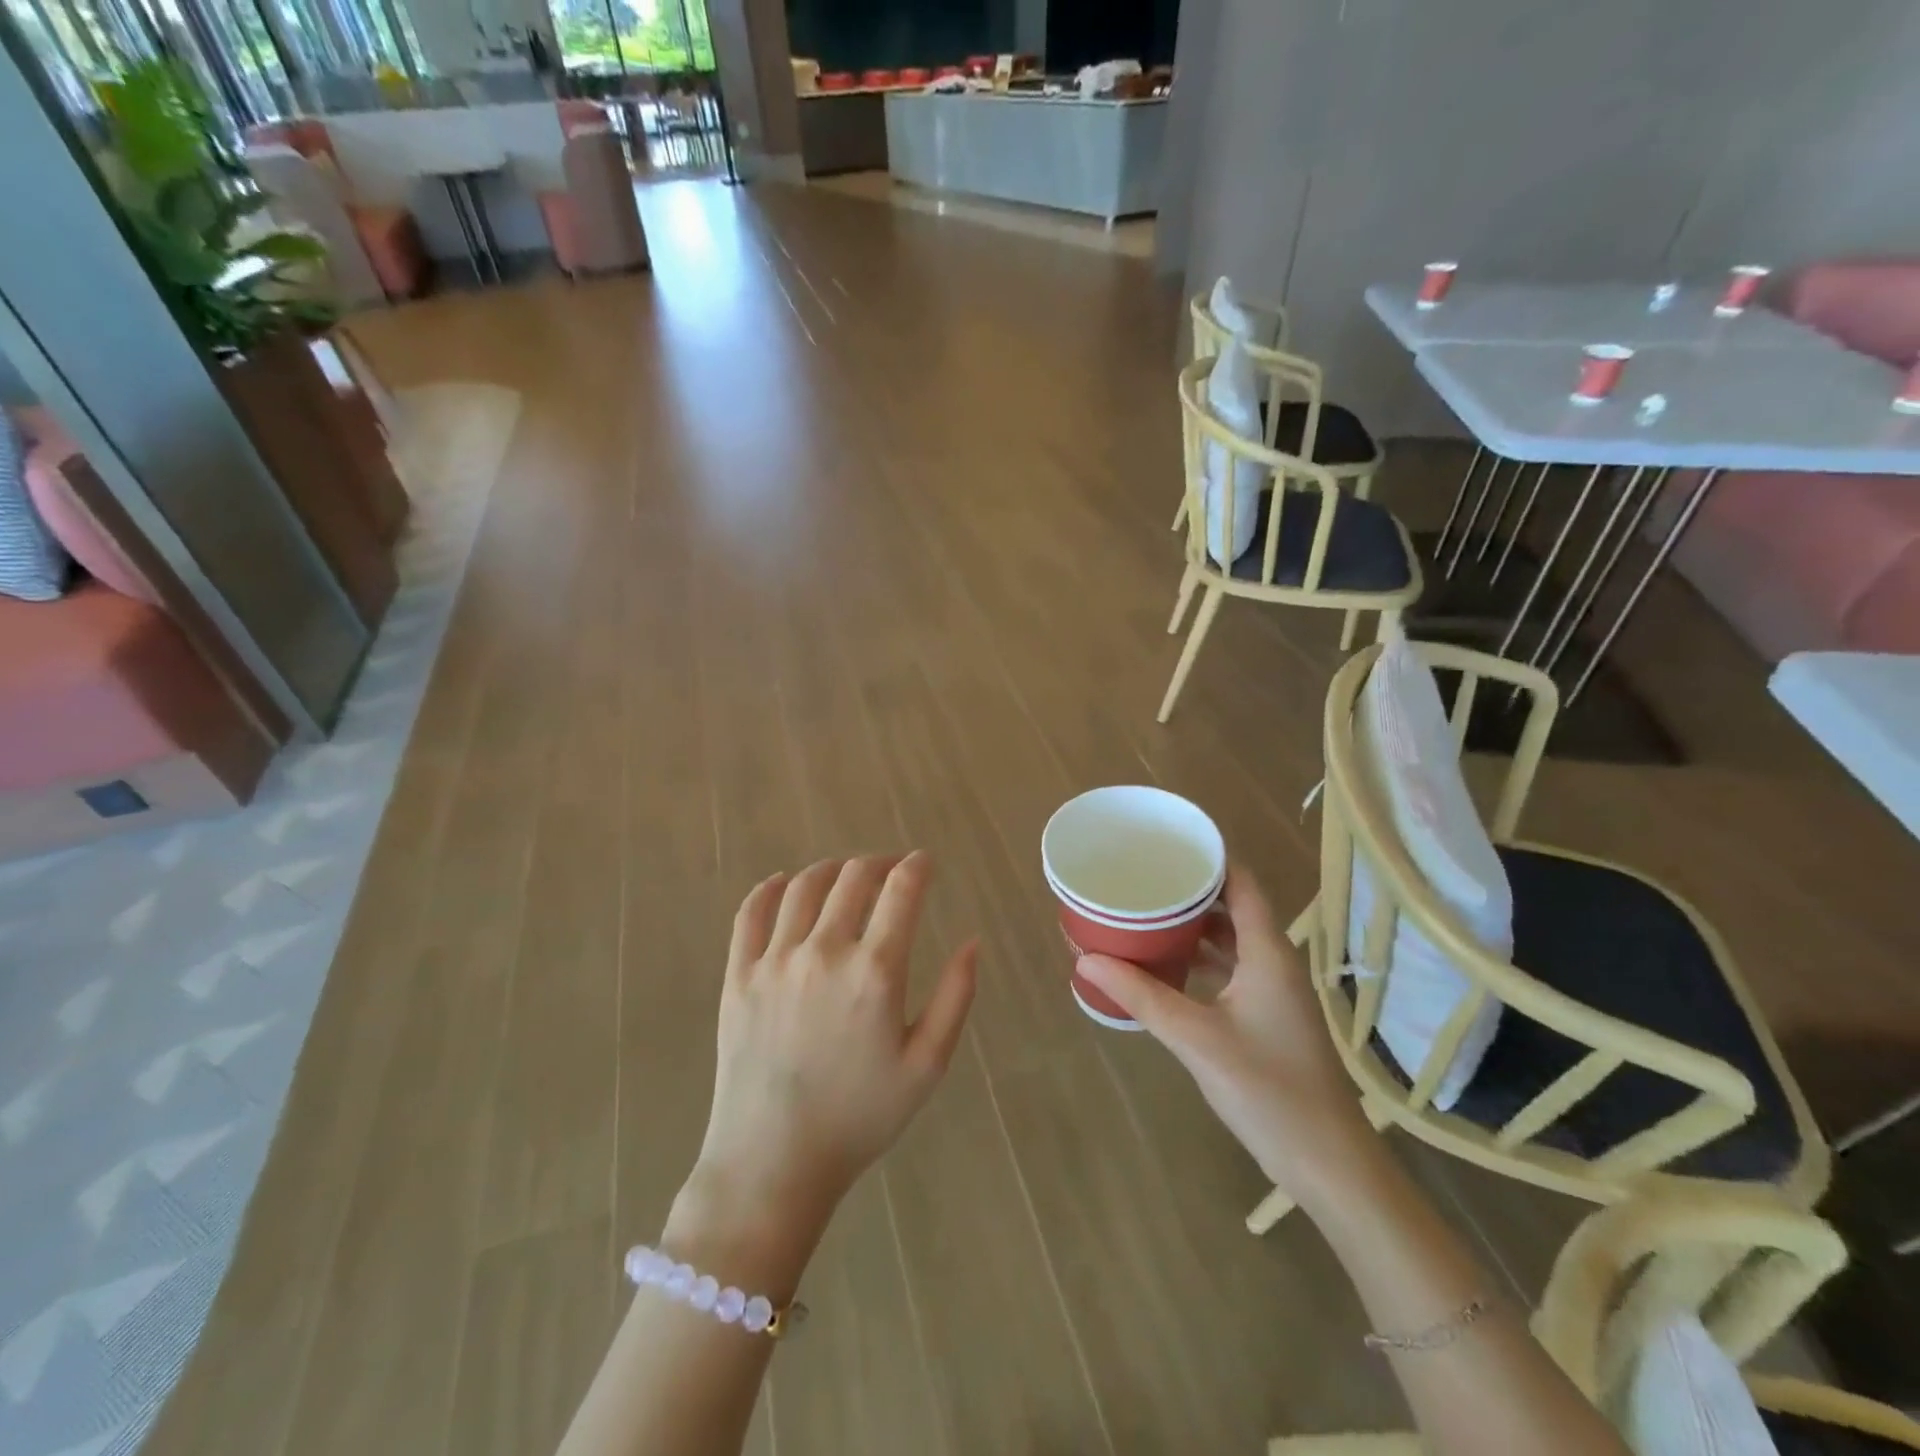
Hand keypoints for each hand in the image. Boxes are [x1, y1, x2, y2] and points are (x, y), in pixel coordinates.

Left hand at [682, 853, 977, 1240]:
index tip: (925, 863)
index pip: (901, 890)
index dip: (918, 866)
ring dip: (832, 870)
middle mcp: (823, 952)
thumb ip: (955, 998)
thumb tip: (972, 943)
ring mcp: (775, 960)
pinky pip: (750, 913)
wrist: (773, 1161)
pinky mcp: (737, 975)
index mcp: (875, 971)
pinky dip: (769, 888)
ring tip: (846, 875)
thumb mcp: (926, 1066)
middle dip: (880, 864)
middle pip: (853, 877)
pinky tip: (782, 883)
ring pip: (804, 886)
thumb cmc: (859, 1117)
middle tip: (891, 870)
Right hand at [1075, 866, 1375, 1206]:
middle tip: (1141, 876)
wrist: (1328, 1164)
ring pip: (1231, 939)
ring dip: (1193, 925)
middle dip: (1189, 889)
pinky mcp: (1267, 1016)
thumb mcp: (1197, 1038)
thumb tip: (1087, 957)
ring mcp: (1273, 991)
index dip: (1208, 857)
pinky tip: (1166, 964)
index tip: (1164, 843)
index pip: (1241, 883)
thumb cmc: (1269, 1090)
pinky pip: (1230, 968)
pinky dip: (1200, 958)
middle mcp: (1274, 961)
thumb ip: (1142, 996)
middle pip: (1233, 906)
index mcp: (1267, 952)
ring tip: (1145, 911)